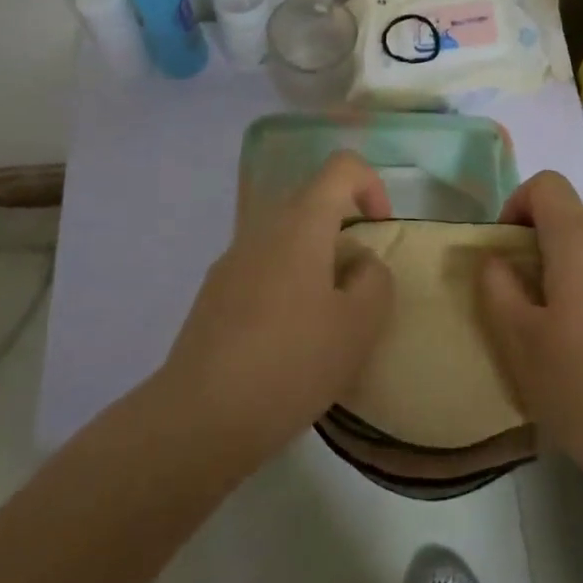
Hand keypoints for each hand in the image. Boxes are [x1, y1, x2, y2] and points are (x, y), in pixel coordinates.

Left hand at [160, 151, 394, 464]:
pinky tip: (286, 344)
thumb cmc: (291, 362)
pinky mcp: (214, 292)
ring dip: (315, 264)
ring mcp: (233, 258)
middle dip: (344, 233)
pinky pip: (263, 268)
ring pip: (287, 239)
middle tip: (359, 288)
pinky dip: (286, 287)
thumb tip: (360, 262)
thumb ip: (375, 281)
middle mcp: (264, 227)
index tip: (381, 230)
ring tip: (325, 323)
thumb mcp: (358, 327)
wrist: (201, 416)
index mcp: (301, 223)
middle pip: (313, 202)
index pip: (342, 166)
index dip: (372, 186)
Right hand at [478, 171, 582, 509]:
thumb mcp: (520, 342)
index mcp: (581, 242)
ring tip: (549, 329)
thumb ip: (496, 288)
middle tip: (517, 297)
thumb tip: (495, 259)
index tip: (503, 252)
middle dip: (534, 244)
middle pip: (568, 217)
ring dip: (562, 272)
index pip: (546, 184)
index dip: (515, 205)